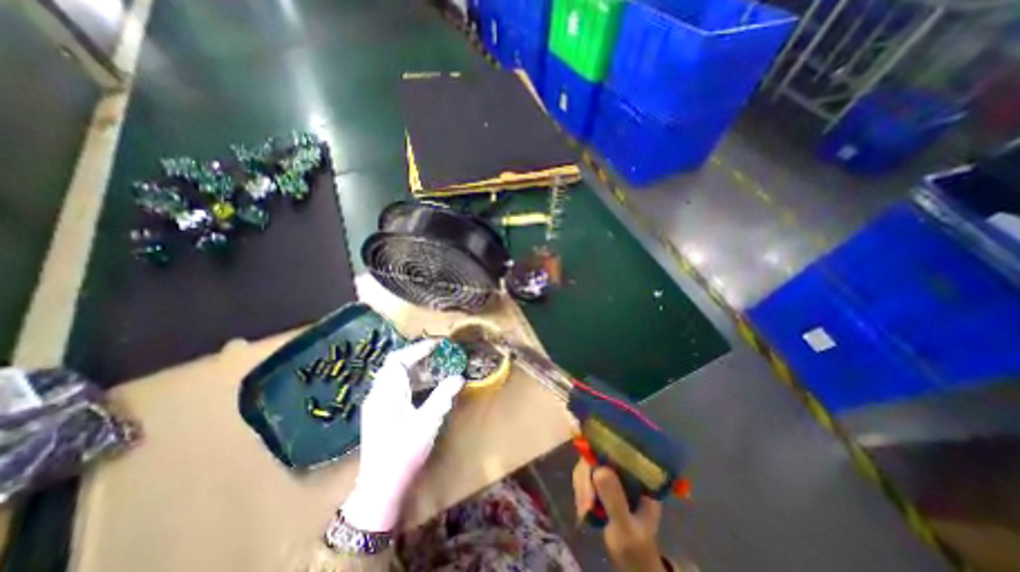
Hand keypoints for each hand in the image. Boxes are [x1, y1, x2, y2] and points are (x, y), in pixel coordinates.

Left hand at [344, 340, 466, 530]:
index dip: (417, 349)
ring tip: (433, 369)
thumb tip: (459, 377)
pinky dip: (408, 381)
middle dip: (415, 357)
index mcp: (387, 393)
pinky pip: (392, 387)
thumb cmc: (404, 452)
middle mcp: (377, 394)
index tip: (436, 345)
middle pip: (394, 365)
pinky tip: (421, 389)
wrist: (380, 487)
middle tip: (436, 355)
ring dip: (412, 369)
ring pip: (392, 377)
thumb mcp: (428, 422)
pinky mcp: (377, 414)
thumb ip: (443, 396)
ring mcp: (375, 404)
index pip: (399, 360)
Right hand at [572, 461, 669, 571]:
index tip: (589, 478)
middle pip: (597, 456)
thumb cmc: (635, 549)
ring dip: (581, 487)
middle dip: (586, 479)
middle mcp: (624, 470)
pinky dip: (580, 492)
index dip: (598, 456)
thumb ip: (615, 500)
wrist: (634, 567)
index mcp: (638, 475)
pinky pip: (584, 478)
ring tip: (583, 511)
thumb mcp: (627, 528)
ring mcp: (612, 476)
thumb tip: (599, 469)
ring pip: (588, 466)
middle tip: (585, 505)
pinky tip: (583, 511)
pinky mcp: (601, 484)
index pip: (615, 451)